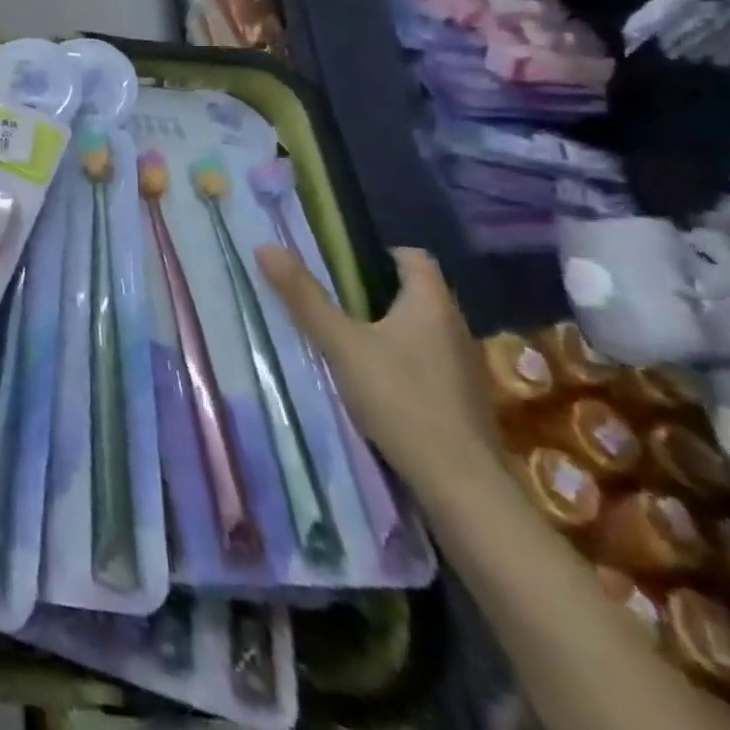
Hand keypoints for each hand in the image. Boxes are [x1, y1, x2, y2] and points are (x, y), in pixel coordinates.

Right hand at [256, 245, 499, 493]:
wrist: (458, 482)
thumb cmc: (399, 397)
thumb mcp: (340, 343)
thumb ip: (303, 297)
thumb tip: (266, 247)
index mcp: (431, 304)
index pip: (414, 257)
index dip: (379, 253)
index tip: (341, 264)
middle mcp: (455, 327)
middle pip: (416, 292)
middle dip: (375, 290)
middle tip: (331, 296)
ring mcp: (464, 365)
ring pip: (422, 328)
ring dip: (388, 326)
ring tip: (346, 336)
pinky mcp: (462, 398)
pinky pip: (428, 360)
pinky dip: (402, 357)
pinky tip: (374, 377)